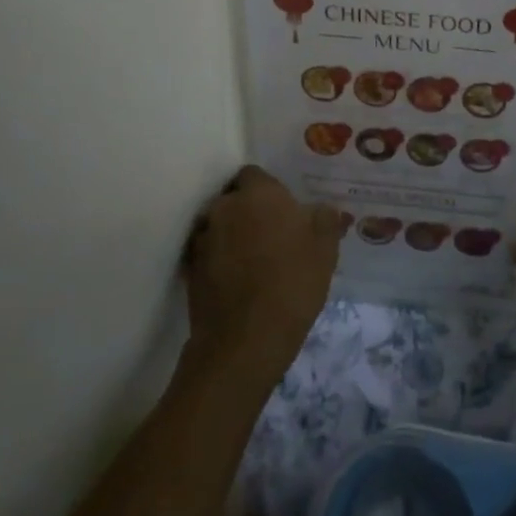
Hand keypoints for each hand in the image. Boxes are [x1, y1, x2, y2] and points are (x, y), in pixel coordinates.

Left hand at [185, 166, 340, 384]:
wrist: (246, 340)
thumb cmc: (293, 281)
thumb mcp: (325, 248)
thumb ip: (325, 219)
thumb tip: (323, 210)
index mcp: (258, 193)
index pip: (254, 174)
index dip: (268, 190)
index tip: (283, 210)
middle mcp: (225, 207)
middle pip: (234, 199)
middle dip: (248, 211)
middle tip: (271, 234)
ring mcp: (203, 239)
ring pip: (219, 226)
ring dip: (231, 236)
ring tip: (253, 261)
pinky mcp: (190, 270)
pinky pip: (207, 254)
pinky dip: (219, 261)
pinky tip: (237, 282)